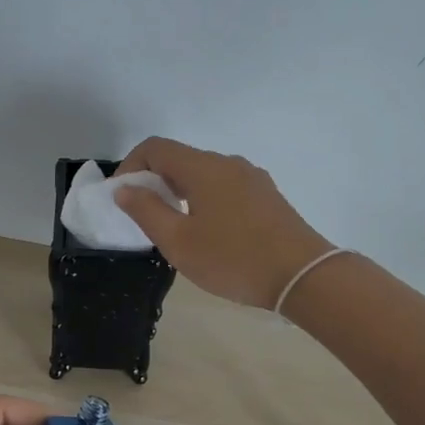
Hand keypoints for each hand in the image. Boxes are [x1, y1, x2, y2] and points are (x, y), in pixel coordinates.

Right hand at [113, 137, 334, 307]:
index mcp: (203, 168)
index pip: (155, 148)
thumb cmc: (233, 259)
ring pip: (203, 174)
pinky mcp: (267, 196)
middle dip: (153, 181)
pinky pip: (224, 187)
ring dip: (179, 191)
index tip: (121, 198)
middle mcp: (228, 163)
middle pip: (180, 159)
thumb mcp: (178, 241)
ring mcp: (252, 178)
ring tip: (173, 227)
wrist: (303, 276)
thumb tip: (124, 189)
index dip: (130, 166)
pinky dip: (203, 199)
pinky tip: (207, 231)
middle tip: (143, 216)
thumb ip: (146, 211)